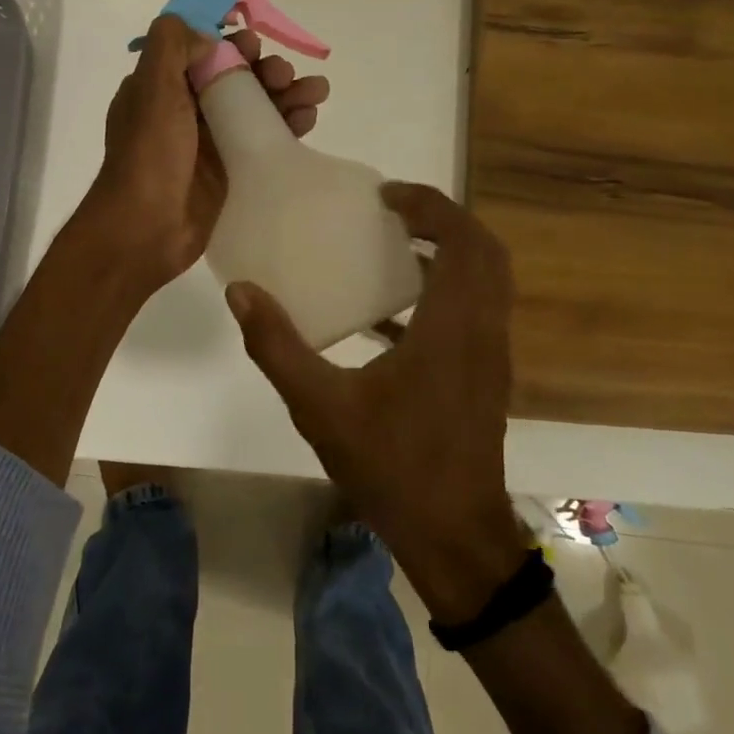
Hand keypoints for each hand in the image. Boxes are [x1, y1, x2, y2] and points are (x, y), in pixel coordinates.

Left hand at [74, 14, 329, 297]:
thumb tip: (209, 36)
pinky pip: (264, 139)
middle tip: (284, 75)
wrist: (146, 229)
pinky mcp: (232, 170)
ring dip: (286, 93)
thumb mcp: (151, 88)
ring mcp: (211, 142)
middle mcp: (186, 110)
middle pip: (236, 78)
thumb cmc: (149, 155)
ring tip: (315, 92)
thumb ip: (172, 46)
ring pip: (256, 107)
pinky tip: (309, 118)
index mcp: (161, 87)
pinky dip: (288, 125)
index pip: (202, 52)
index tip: (253, 44)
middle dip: (265, 70)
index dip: (231, 44)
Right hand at [224, 183, 527, 621]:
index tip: (386, 195)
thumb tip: (242, 291)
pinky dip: (443, 292)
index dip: (430, 205)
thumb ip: (277, 346)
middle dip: (443, 220)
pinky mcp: (485, 378)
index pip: (462, 241)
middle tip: (392, 212)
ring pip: (485, 282)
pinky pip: (474, 312)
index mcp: (452, 328)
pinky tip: (390, 315)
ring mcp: (490, 357)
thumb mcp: (320, 406)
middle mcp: (483, 332)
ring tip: (392, 247)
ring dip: (447, 254)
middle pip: (483, 252)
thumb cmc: (392, 467)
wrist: (454, 538)